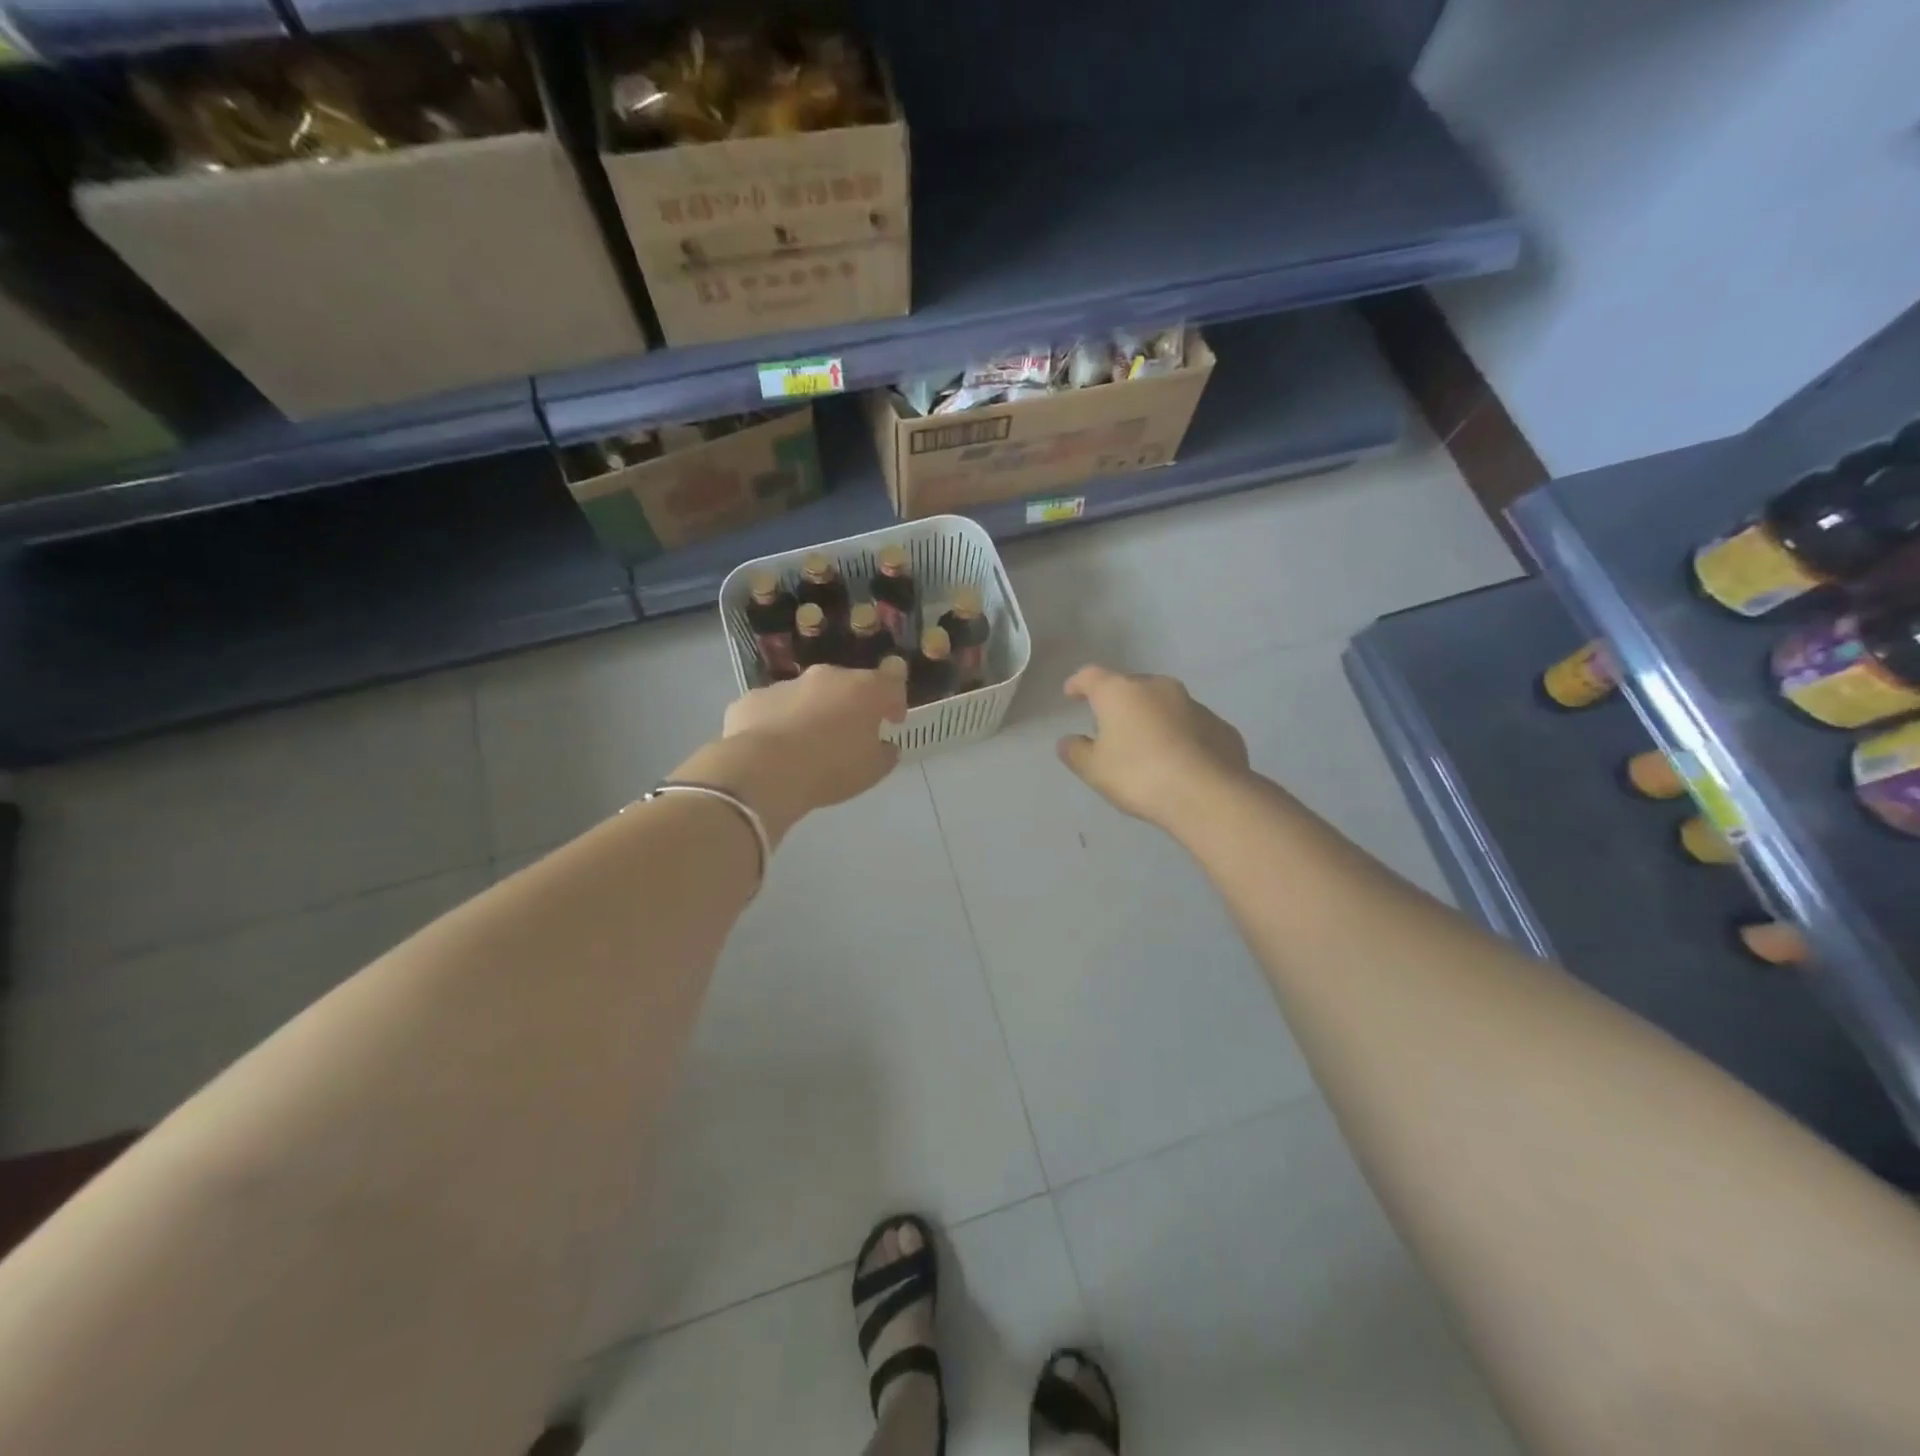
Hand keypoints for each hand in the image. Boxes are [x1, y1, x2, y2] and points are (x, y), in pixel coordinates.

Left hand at [676, 666, 906, 844]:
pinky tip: (774, 749)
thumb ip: (885, 753)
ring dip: (814, 713)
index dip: (895, 699)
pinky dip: (779, 722)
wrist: (764, 771)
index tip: (892, 720)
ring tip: (807, 746)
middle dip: (851, 705)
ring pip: (808, 695)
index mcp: (864, 690)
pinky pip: (774, 709)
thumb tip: (884, 745)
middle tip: (849, 735)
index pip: (891, 680)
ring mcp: (786, 684)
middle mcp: (826, 677)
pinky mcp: (753, 699)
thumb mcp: (872, 771)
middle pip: (847, 685)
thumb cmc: (831, 769)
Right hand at [1056, 665, 1250, 830]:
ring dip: (1152, 719)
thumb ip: (1076, 752)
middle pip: (1131, 688)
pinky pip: (1191, 726)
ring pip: (1164, 705)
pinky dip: (1180, 737)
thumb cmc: (1139, 776)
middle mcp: (1158, 688)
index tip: (1071, 694)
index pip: (1091, 676)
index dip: (1078, 684)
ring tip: (1147, 748)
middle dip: (1119, 703)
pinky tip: (1179, 762)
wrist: (1208, 795)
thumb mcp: (1094, 770)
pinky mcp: (1221, 727)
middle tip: (1110, 728)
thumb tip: (1068, 741)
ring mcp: (1194, 704)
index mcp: (1120, 693)